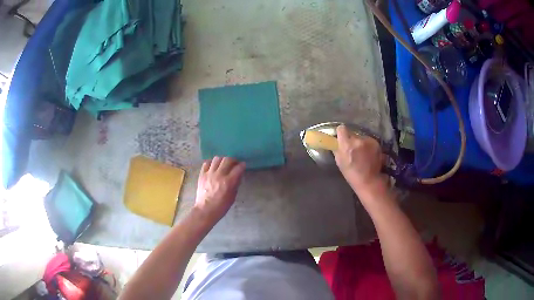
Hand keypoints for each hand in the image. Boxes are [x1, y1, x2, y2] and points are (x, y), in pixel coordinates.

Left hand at [194, 157, 245, 222]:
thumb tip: (238, 176)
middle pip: (227, 160)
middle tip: (234, 164)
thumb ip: (235, 184)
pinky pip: (207, 163)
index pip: (238, 168)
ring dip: (222, 160)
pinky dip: (211, 163)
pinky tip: (213, 167)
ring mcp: (209, 173)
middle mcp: (219, 175)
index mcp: (228, 182)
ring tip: (223, 165)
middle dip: (233, 160)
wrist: (205, 210)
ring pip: (217, 158)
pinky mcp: (202, 174)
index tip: (243, 165)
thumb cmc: (221, 206)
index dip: (242, 165)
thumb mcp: (232, 197)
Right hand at [334, 125, 384, 192]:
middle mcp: (358, 140)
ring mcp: (369, 141)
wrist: (370, 181)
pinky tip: (369, 155)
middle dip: (351, 140)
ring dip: (361, 143)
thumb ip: (337, 149)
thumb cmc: (352, 174)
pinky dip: (368, 146)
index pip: (342, 129)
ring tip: (362, 154)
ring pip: (361, 137)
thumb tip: (336, 142)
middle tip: (352, 149)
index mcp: (346, 145)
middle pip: (352, 133)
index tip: (341, 138)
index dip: (341, 133)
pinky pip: (369, 141)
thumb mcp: (339, 162)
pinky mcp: (376, 143)